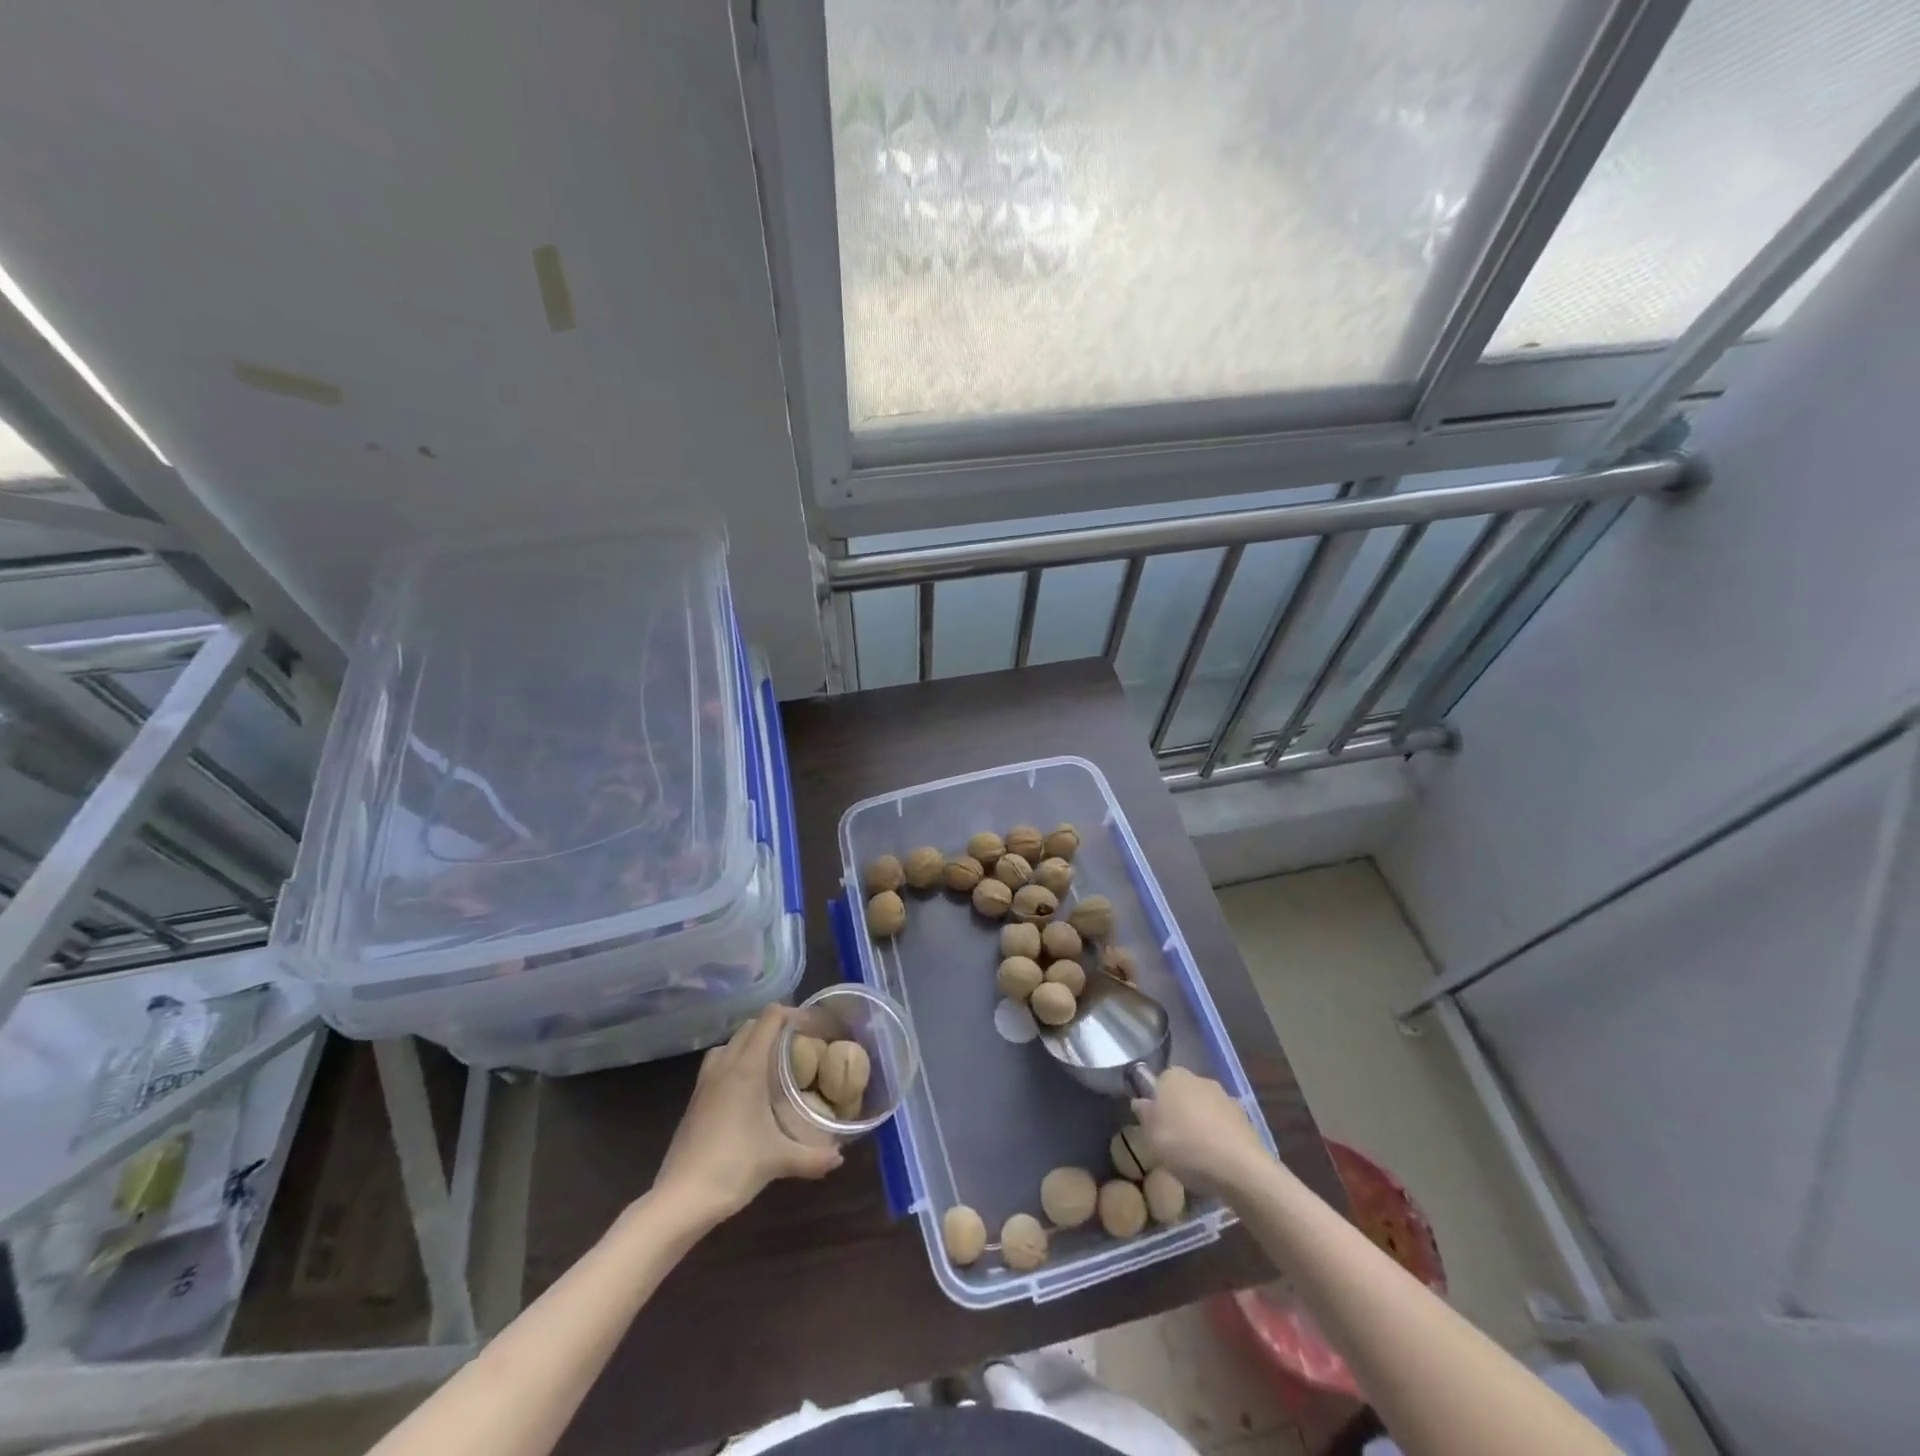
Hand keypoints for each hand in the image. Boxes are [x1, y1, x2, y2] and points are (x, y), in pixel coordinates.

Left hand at [655, 1005, 842, 1224]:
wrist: (681, 1198)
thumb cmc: (733, 1167)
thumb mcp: (779, 1160)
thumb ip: (813, 1156)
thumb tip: (840, 1157)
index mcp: (747, 1068)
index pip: (769, 1019)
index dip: (791, 1014)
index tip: (813, 1025)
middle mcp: (724, 1066)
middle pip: (749, 1027)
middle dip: (774, 1026)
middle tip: (798, 1042)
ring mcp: (705, 1082)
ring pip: (729, 1044)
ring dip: (751, 1042)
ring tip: (772, 1060)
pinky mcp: (694, 1100)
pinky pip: (717, 1064)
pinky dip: (734, 1061)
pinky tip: (747, 1089)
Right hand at [1132, 1067, 1273, 1193]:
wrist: (1240, 1169)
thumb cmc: (1186, 1146)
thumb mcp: (1152, 1135)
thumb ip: (1145, 1115)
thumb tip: (1141, 1101)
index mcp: (1173, 1076)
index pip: (1158, 1082)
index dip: (1155, 1104)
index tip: (1153, 1126)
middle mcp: (1200, 1079)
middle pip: (1182, 1094)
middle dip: (1178, 1112)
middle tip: (1172, 1140)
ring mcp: (1225, 1097)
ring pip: (1204, 1108)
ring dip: (1199, 1123)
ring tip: (1196, 1154)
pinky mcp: (1244, 1118)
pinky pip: (1223, 1124)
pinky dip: (1218, 1136)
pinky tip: (1216, 1159)